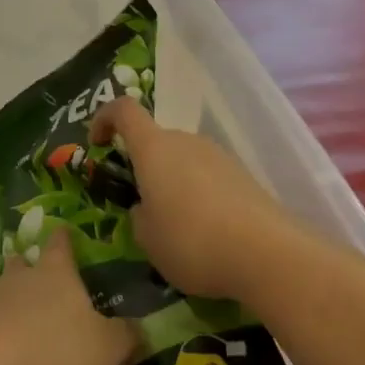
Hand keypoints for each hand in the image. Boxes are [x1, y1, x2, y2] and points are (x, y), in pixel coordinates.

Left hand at [0, 228, 136, 364]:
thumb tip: (141, 328)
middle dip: (27, 266)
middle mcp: (18, 280)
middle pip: (22, 264)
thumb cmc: (53, 354)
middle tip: (32, 269)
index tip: (63, 230)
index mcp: (56, 275)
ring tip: (16, 317)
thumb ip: (124, 338)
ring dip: (6, 302)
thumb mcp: (104, 351)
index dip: (64, 239)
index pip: (61, 246)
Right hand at [90, 98, 295, 299]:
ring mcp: (219, 156)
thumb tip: (147, 209)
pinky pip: (209, 178)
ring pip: (184, 161)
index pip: (123, 110)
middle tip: (141, 207)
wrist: (268, 254)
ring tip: (175, 229)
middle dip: (143, 167)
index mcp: (154, 148)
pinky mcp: (244, 177)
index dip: (104, 119)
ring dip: (173, 184)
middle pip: (156, 141)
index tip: (96, 143)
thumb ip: (139, 217)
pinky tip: (206, 234)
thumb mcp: (147, 239)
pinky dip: (200, 197)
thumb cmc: (192, 241)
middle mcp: (186, 141)